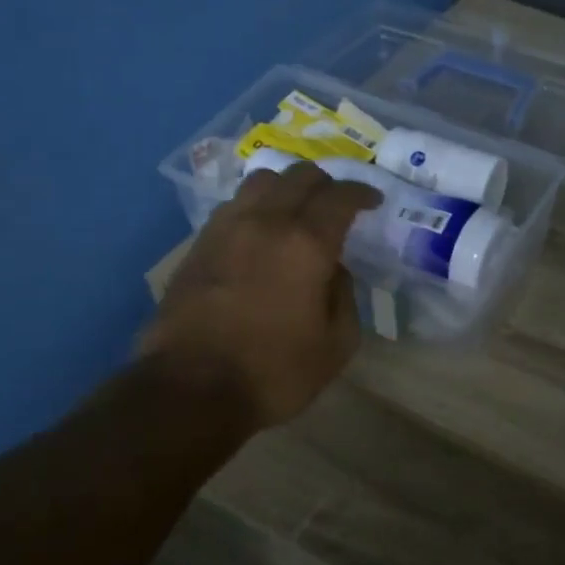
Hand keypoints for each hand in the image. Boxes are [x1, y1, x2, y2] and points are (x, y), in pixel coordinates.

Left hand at [140, 163, 380, 429]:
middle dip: (326, 183)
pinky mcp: (197, 245)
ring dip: (286, 187)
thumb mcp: (336, 345)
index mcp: (306, 244)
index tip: (373, 201)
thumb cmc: (274, 372)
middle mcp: (265, 222)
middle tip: (338, 205)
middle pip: (299, 175)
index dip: (362, 193)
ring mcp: (225, 229)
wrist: (190, 389)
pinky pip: (234, 206)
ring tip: (296, 211)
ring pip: (260, 181)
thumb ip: (344, 296)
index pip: (340, 196)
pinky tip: (261, 232)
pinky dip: (256, 206)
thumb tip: (335, 270)